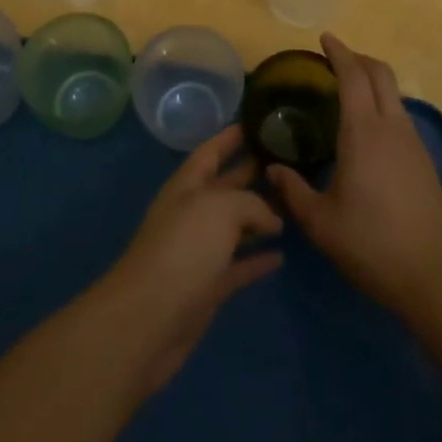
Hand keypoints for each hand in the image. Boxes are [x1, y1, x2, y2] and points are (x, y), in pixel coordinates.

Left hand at [97, 126, 283, 394]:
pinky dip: (257, 260)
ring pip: (235, 226)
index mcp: (188, 185)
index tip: (259, 120)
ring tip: (292, 205)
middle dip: (252, 172)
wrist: (149, 320)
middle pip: (227, 186)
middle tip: (288, 160)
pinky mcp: (208, 287)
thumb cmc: (183, 250)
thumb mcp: (220, 209)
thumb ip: (251, 203)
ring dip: (260, 216)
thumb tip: (271, 220)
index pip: (212, 150)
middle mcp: (193, 212)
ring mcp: (199, 251)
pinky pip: (238, 266)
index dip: (231, 135)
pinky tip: (281, 256)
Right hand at [268, 34, 441, 318]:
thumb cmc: (372, 244)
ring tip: (346, 92)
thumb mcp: (321, 223)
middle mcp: (392, 126)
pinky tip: (367, 130)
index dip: (338, 52)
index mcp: (364, 131)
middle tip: (333, 60)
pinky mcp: (424, 160)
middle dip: (358, 58)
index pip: (352, 75)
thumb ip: (293, 192)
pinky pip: (400, 115)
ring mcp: (412, 142)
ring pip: (394, 93)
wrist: (436, 276)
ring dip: (372, 81)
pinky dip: (382, 104)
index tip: (324, 39)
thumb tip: (272, 171)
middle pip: (380, 73)